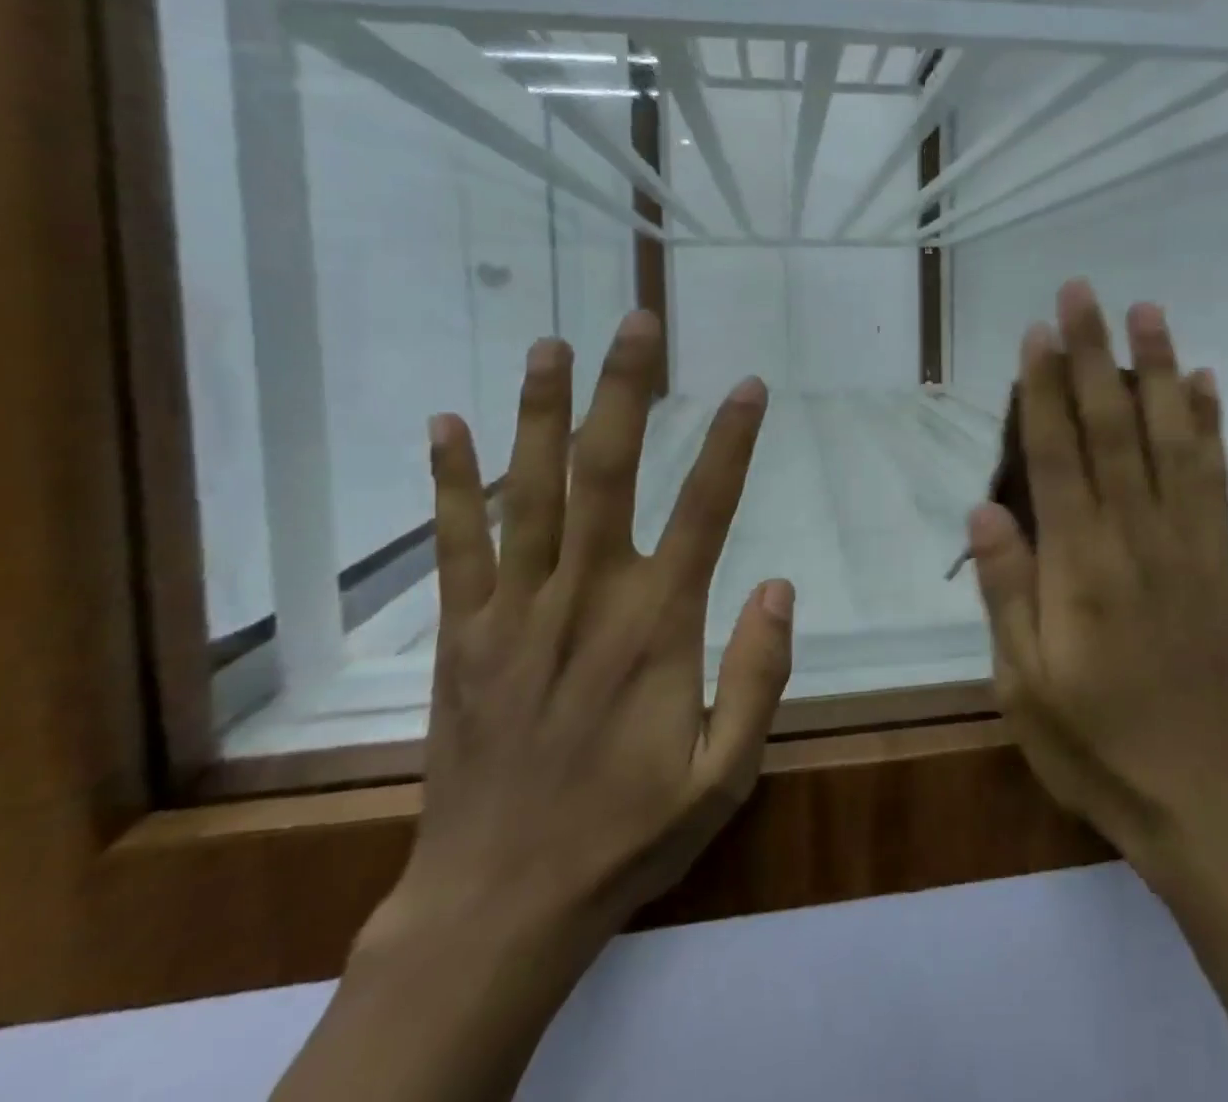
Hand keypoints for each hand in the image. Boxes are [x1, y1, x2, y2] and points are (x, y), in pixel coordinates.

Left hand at [366, 309, 793, 962]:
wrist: (498, 905)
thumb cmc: (627, 834)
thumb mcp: (726, 772)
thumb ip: (759, 675)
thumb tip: (781, 584)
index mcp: (656, 626)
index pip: (705, 510)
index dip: (730, 442)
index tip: (749, 385)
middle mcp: (585, 598)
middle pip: (606, 473)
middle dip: (625, 391)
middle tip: (636, 323)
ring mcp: (514, 611)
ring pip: (527, 492)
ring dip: (540, 412)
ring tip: (550, 345)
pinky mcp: (463, 636)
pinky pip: (455, 545)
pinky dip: (450, 483)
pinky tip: (447, 425)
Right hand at [969, 280, 1227, 876]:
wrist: (1197, 789)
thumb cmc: (1091, 739)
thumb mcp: (1022, 683)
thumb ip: (1006, 590)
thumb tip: (984, 507)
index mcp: (1081, 567)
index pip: (1058, 457)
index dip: (1044, 390)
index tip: (1036, 333)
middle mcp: (1138, 538)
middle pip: (1114, 429)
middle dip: (1093, 356)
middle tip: (1082, 292)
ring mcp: (1188, 543)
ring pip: (1172, 440)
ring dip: (1159, 371)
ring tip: (1147, 312)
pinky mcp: (1220, 557)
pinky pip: (1216, 478)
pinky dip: (1210, 425)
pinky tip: (1204, 382)